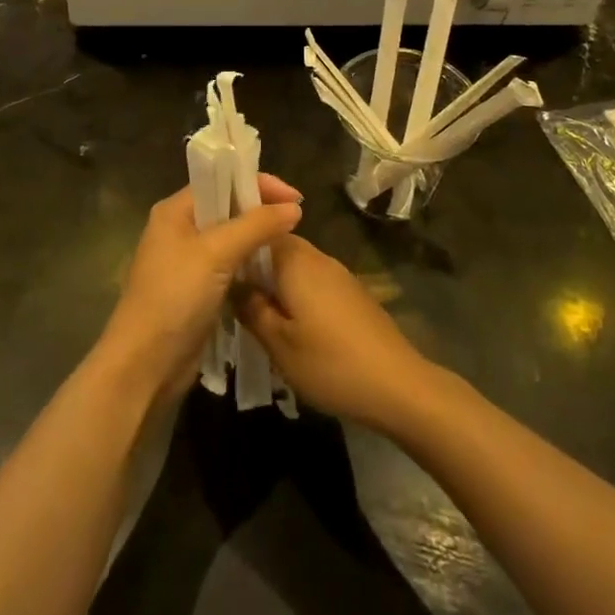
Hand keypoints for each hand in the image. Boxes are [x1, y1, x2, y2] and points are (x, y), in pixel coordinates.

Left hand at [99, 175, 301, 400]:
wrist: (144, 366)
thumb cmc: (174, 298)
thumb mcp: (216, 254)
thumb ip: (255, 226)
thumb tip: (294, 208)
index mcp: (174, 211)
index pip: (220, 181)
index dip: (257, 183)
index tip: (294, 198)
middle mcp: (179, 230)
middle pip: (226, 207)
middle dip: (260, 209)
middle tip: (296, 220)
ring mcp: (187, 262)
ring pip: (230, 238)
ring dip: (257, 237)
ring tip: (290, 242)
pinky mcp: (197, 290)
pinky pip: (229, 265)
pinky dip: (250, 263)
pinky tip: (272, 269)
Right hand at [235, 235, 444, 434]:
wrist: (397, 385)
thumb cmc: (330, 362)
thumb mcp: (278, 343)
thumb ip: (251, 309)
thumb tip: (232, 284)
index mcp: (295, 260)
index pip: (260, 230)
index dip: (238, 241)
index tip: (217, 261)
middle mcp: (318, 258)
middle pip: (278, 248)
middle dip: (254, 267)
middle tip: (229, 293)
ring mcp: (338, 275)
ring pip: (296, 267)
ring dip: (275, 283)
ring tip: (254, 312)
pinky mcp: (352, 294)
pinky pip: (313, 283)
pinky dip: (296, 295)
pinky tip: (289, 325)